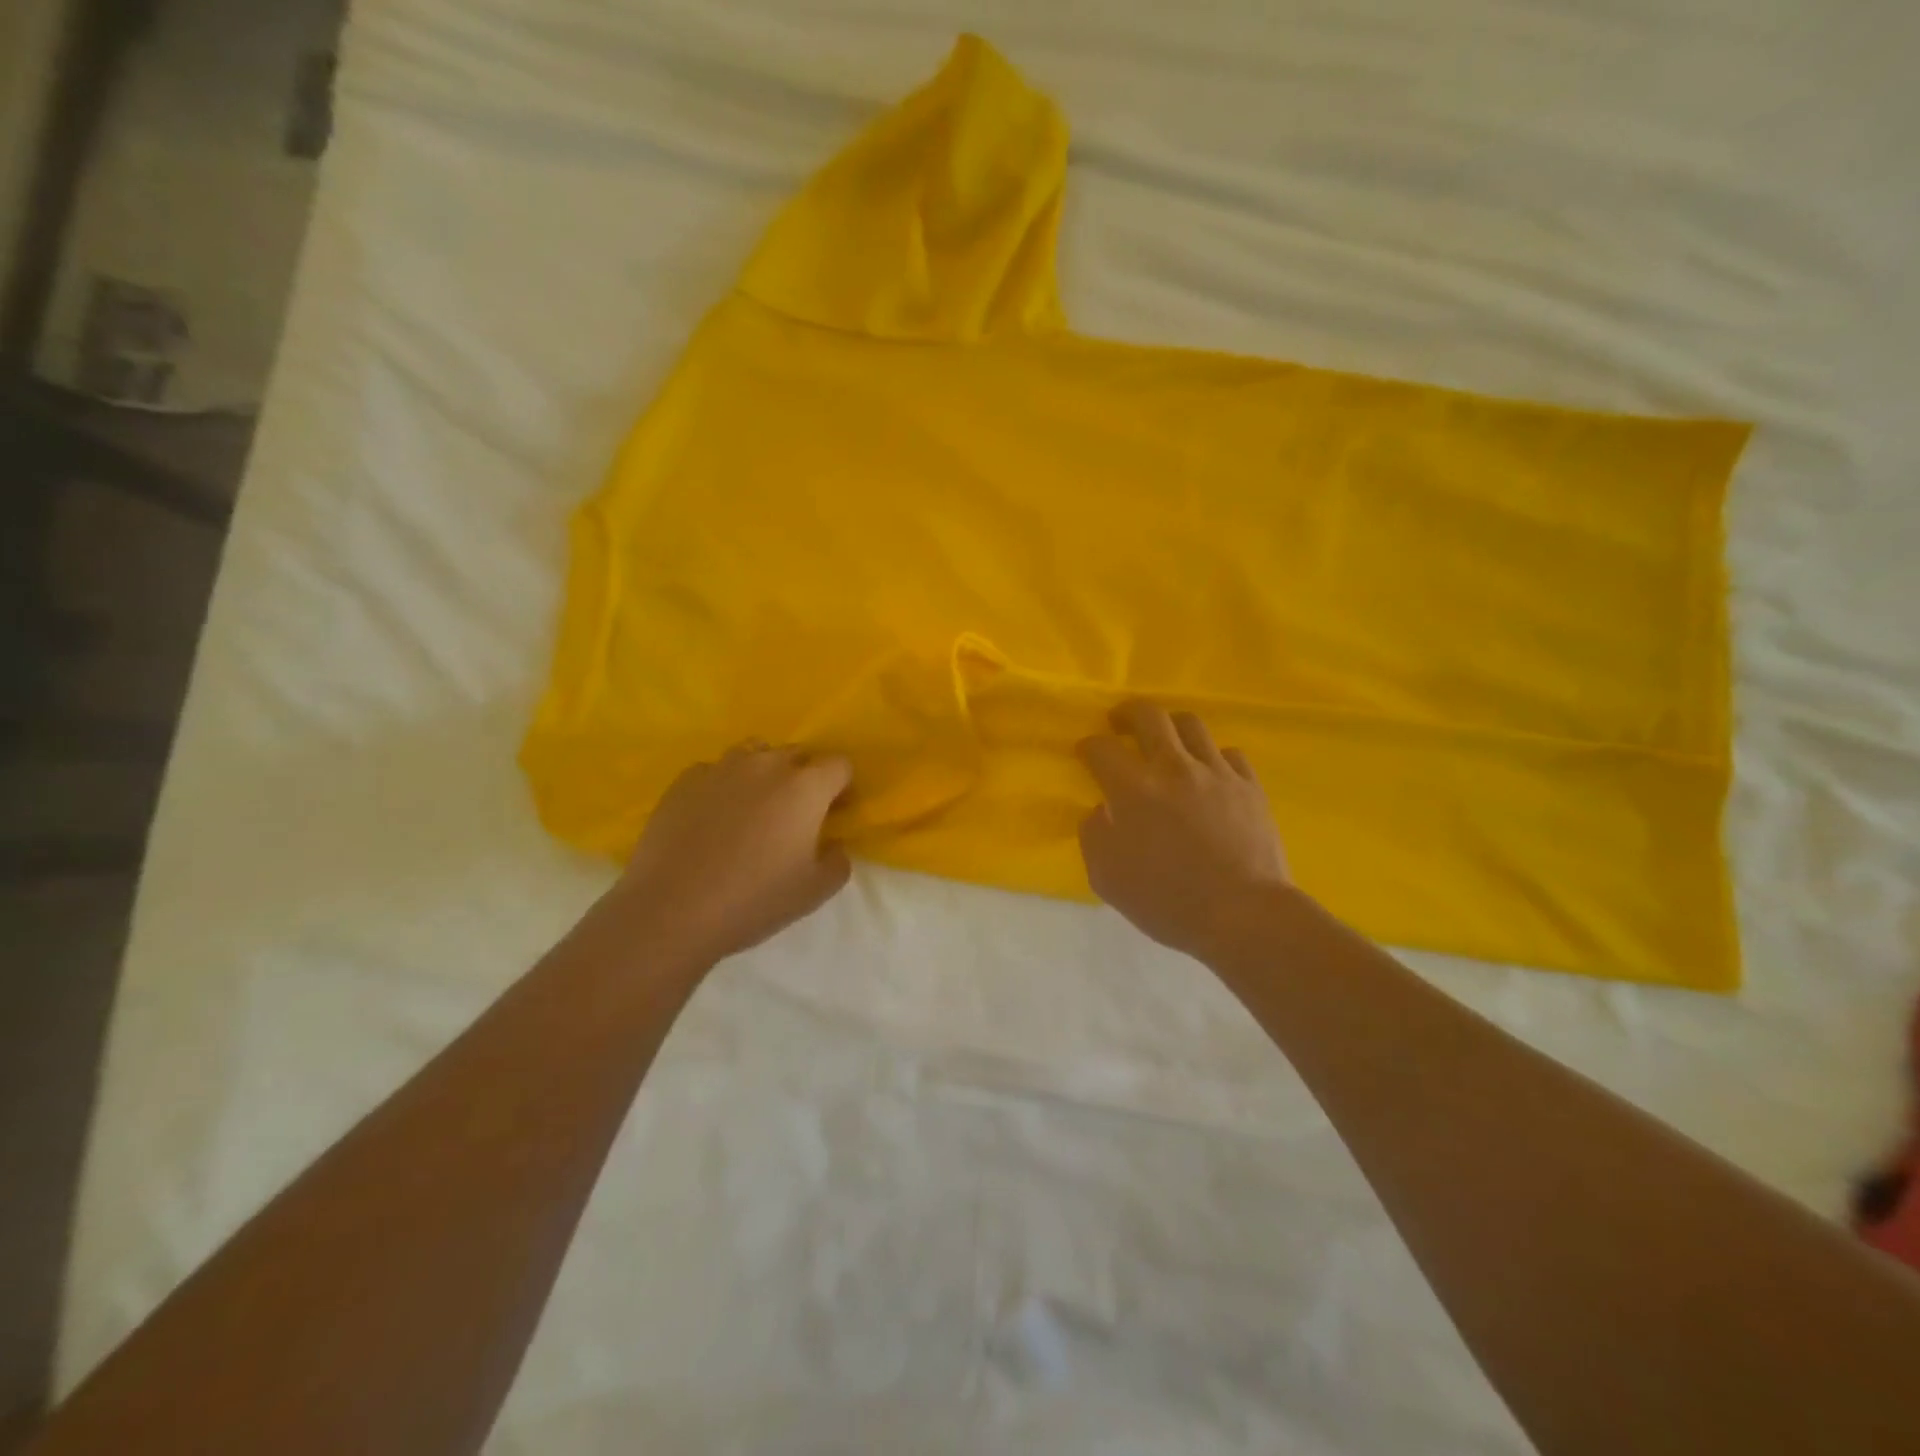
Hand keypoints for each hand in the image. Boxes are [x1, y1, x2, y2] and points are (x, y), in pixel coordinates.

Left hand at [615, 743, 852, 966]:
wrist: (671, 910)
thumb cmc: (754, 900)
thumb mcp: (816, 891)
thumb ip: (838, 860)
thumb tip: (833, 844)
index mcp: (806, 787)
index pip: (839, 765)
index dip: (842, 788)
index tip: (834, 814)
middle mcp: (766, 765)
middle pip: (797, 754)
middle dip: (804, 778)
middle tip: (795, 816)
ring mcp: (721, 768)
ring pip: (754, 754)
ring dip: (763, 774)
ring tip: (753, 810)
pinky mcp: (684, 781)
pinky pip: (715, 771)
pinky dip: (722, 787)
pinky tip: (712, 820)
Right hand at [1077, 701, 1290, 959]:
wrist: (1243, 915)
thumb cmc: (1168, 901)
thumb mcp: (1108, 878)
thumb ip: (1095, 836)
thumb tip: (1102, 811)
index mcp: (1133, 789)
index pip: (1101, 748)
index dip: (1088, 745)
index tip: (1085, 753)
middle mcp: (1173, 768)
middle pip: (1148, 715)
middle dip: (1127, 713)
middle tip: (1120, 724)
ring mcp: (1216, 772)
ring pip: (1190, 724)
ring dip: (1171, 727)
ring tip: (1166, 743)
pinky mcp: (1249, 785)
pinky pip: (1229, 753)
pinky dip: (1212, 757)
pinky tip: (1208, 774)